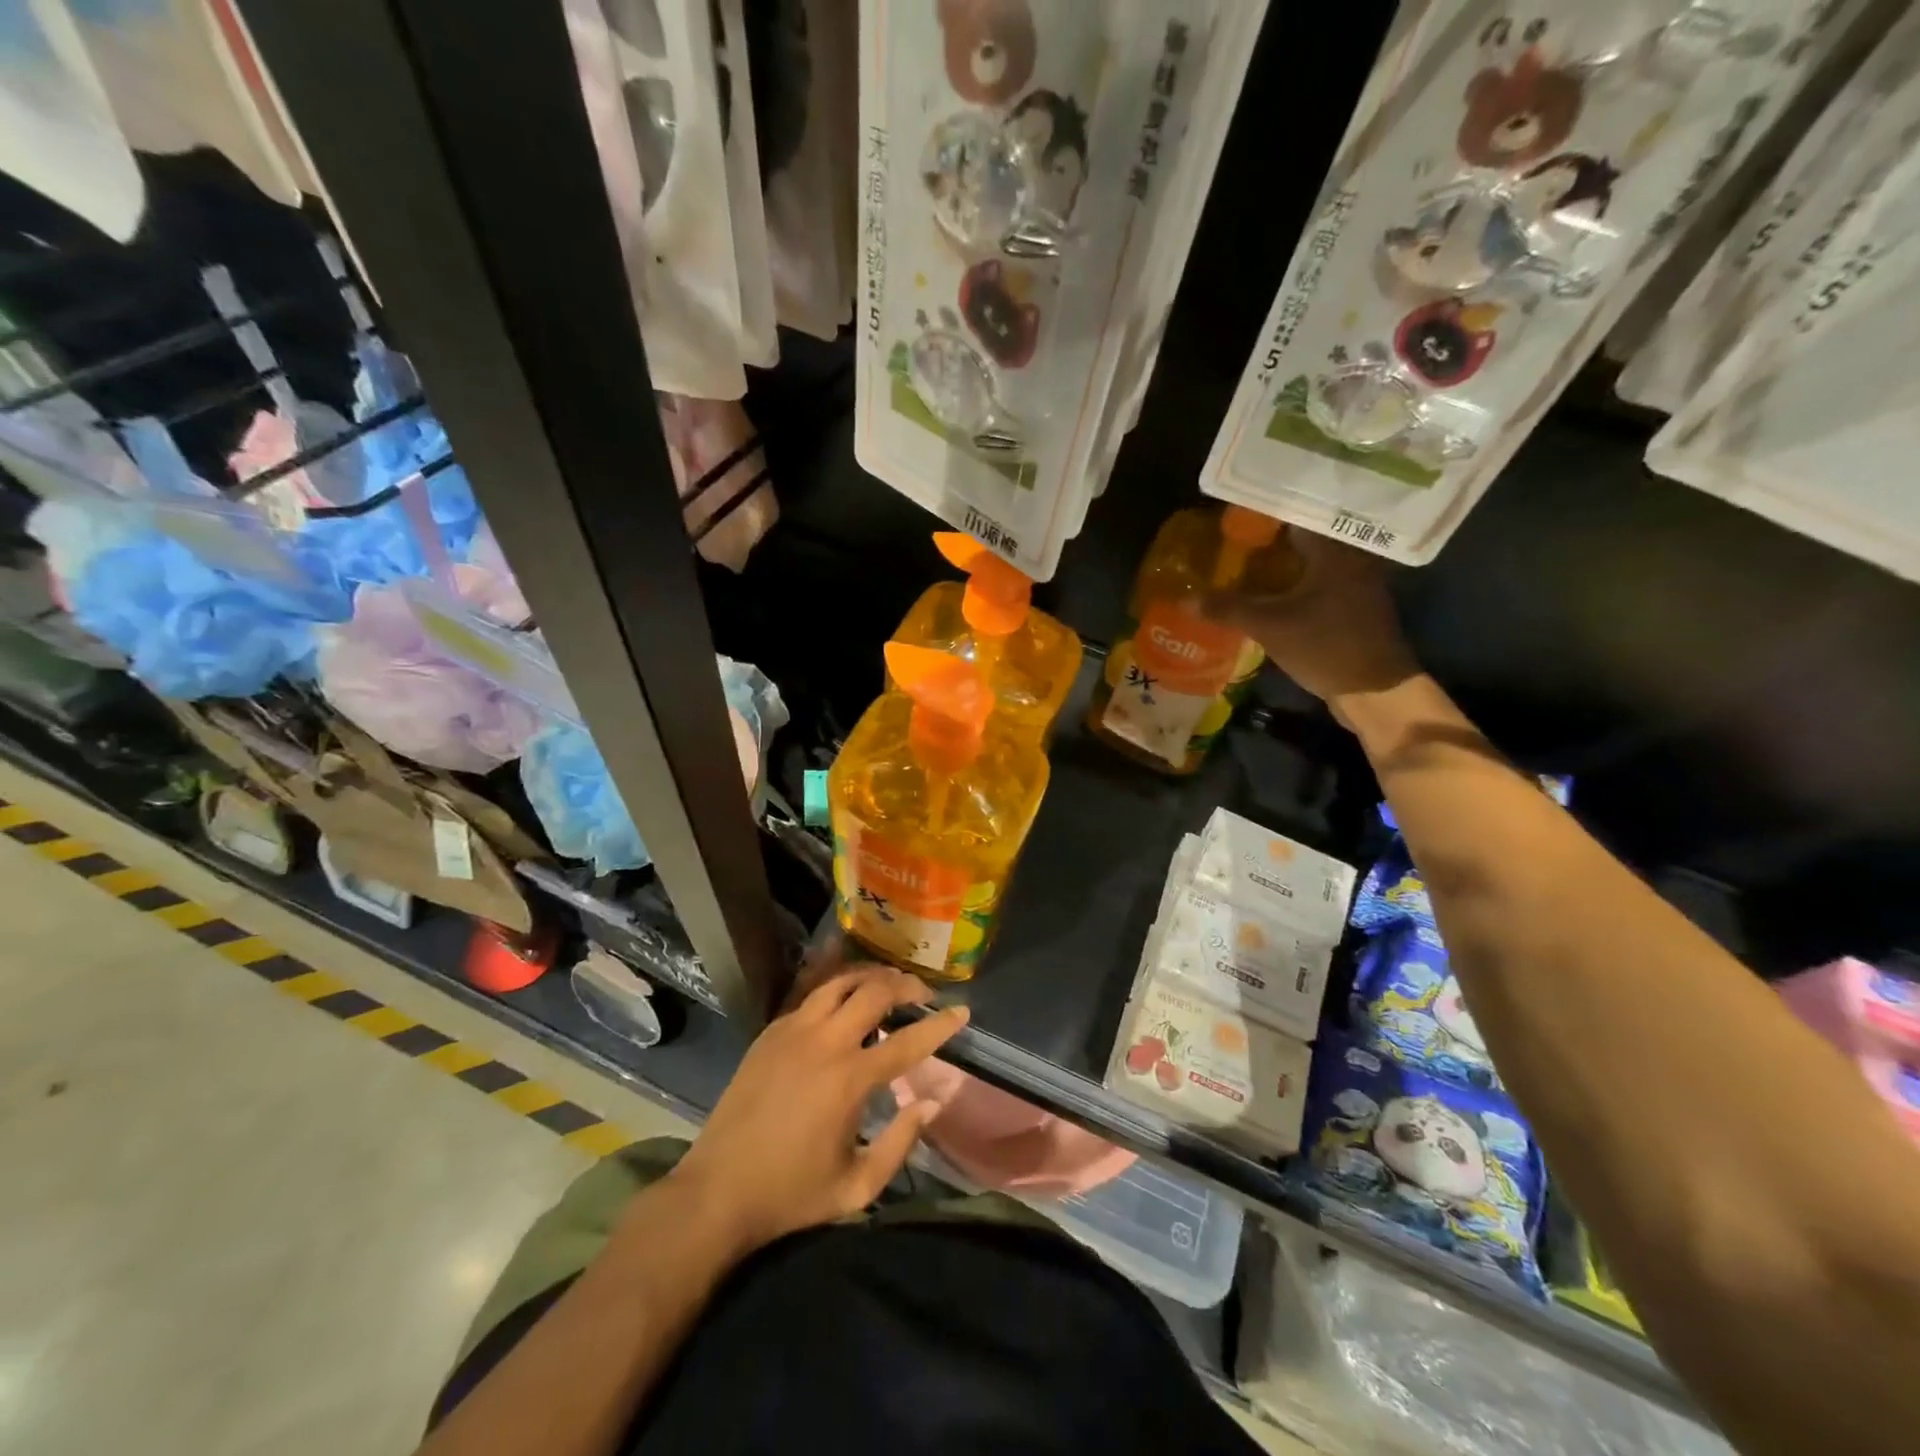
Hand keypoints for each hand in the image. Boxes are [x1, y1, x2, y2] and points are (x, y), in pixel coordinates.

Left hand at [663, 965, 967, 1258]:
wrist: (717, 1191)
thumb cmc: (790, 1194)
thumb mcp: (856, 1187)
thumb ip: (899, 1143)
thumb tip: (930, 1102)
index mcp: (849, 1080)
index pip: (908, 1041)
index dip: (941, 1025)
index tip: (963, 1011)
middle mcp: (824, 1043)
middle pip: (874, 992)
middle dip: (906, 985)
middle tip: (923, 994)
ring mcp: (793, 1031)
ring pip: (840, 983)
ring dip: (871, 978)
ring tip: (889, 985)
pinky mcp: (771, 1032)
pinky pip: (811, 996)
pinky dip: (837, 991)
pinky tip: (845, 1003)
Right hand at [1206, 530, 1417, 710]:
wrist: (1375, 689)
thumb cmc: (1325, 646)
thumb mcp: (1269, 626)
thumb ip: (1228, 609)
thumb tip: (1184, 600)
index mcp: (1333, 551)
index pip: (1293, 518)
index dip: (1261, 518)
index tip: (1231, 520)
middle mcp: (1349, 559)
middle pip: (1301, 541)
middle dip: (1266, 543)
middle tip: (1230, 544)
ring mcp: (1354, 585)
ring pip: (1309, 564)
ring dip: (1279, 565)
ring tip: (1242, 566)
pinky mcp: (1353, 608)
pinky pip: (1316, 585)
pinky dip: (1292, 586)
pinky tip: (1268, 595)